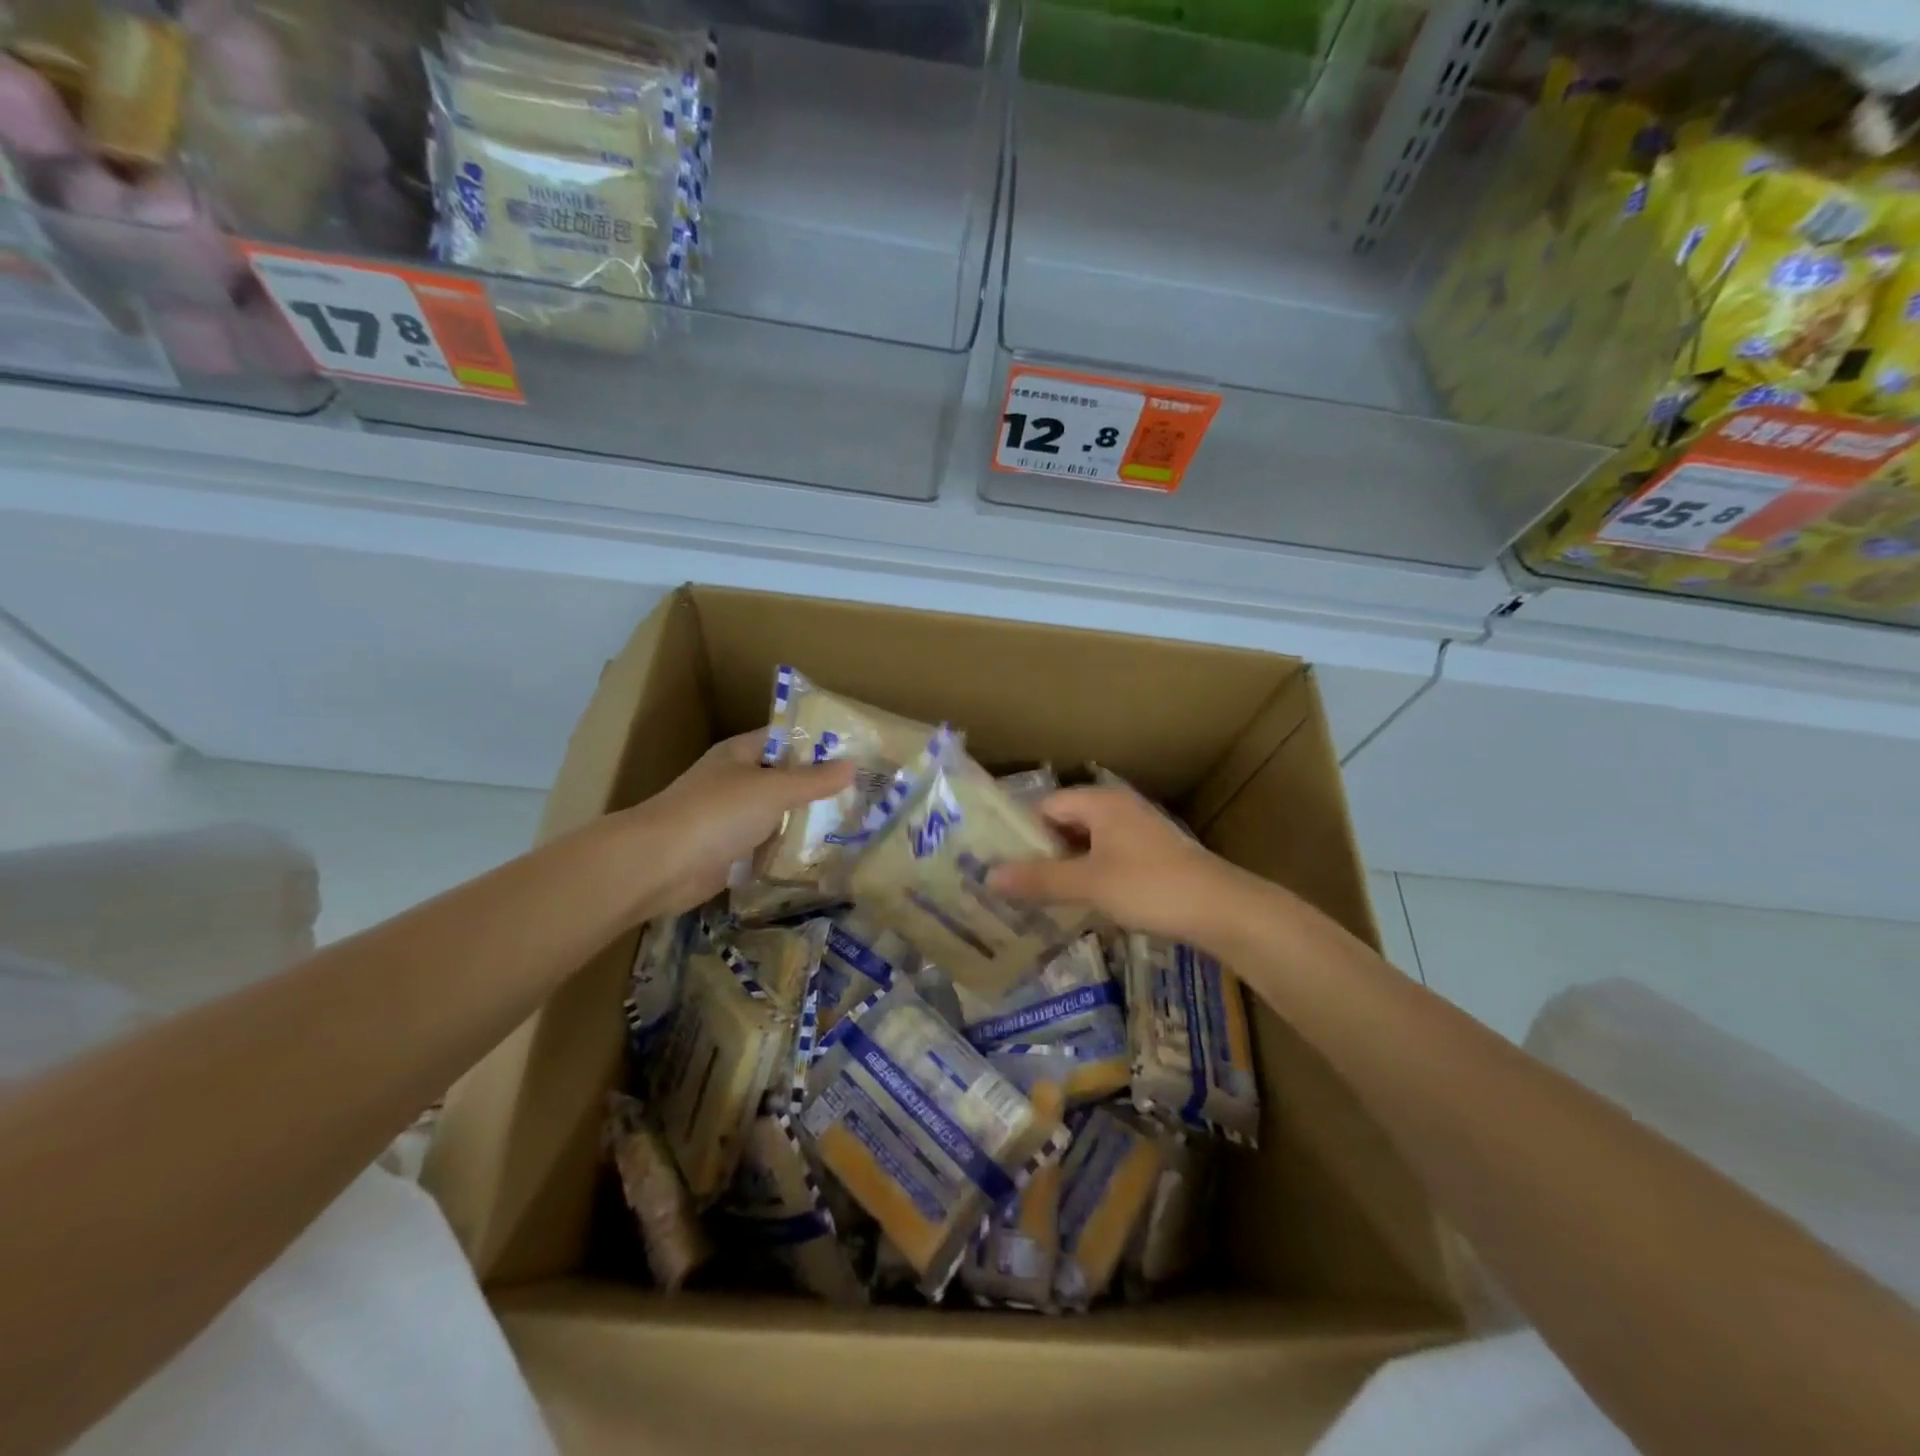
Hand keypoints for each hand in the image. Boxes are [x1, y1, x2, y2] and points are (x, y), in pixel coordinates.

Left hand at [624, 732, 854, 917]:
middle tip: (861, 793)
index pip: (783, 739)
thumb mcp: (773, 789)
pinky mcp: (728, 853)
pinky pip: (765, 848)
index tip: (853, 752)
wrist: (660, 864)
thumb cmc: (717, 813)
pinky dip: (786, 852)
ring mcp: (729, 819)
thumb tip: (852, 765)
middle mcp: (734, 781)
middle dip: (816, 787)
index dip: (816, 743)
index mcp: (739, 754)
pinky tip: (819, 856)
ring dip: (803, 822)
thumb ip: (813, 780)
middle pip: (782, 779)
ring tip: (850, 825)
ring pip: (775, 816)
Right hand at [987, 786, 1252, 945]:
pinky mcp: (1151, 855)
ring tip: (1038, 896)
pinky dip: (1089, 874)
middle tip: (1012, 882)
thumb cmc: (1150, 886)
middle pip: (1066, 822)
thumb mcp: (1089, 883)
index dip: (1020, 832)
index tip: (998, 861)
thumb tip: (989, 876)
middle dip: (1040, 851)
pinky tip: (1079, 901)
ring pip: (1087, 843)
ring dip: (1065, 866)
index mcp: (1101, 802)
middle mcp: (1118, 808)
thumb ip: (1039, 879)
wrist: (1221, 908)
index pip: (1046, 806)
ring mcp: (1138, 831)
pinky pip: (1107, 857)